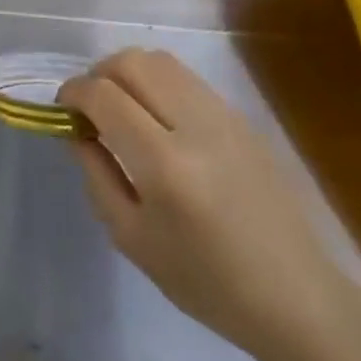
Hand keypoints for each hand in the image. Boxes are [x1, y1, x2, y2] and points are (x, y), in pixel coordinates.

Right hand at [60, 48, 347, 360]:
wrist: (297, 299)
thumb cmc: (205, 280)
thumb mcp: (130, 236)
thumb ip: (96, 173)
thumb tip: (76, 129)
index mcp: (164, 164)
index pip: (103, 95)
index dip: (72, 93)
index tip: (63, 111)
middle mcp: (196, 127)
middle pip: (132, 62)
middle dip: (98, 75)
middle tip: (91, 109)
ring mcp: (225, 118)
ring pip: (161, 61)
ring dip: (129, 74)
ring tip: (123, 110)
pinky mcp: (243, 120)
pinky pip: (187, 80)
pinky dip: (158, 84)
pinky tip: (158, 121)